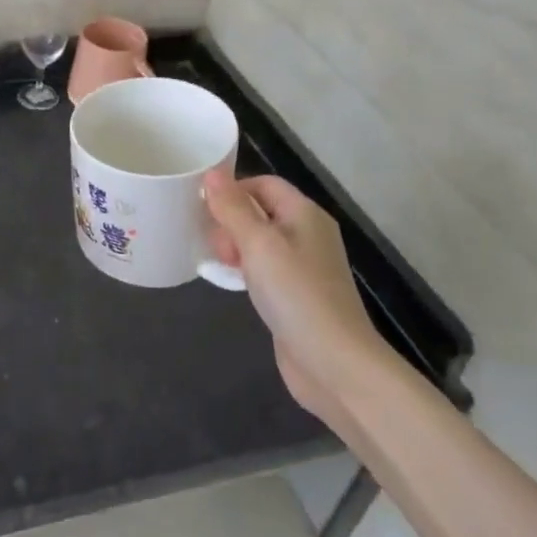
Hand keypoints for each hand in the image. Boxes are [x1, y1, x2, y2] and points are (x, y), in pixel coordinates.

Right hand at [203, 169, 394, 426]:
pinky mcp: (295, 294)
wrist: (334, 363)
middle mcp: (306, 234)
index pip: (264, 184)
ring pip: (259, 242)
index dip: (233, 189)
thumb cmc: (296, 293)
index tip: (202, 206)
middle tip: (213, 244)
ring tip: (216, 263)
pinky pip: (263, 269)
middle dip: (230, 221)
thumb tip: (211, 173)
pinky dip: (244, 270)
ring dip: (234, 247)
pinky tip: (230, 283)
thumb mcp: (258, 244)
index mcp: (304, 214)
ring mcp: (303, 267)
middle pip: (260, 211)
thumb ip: (233, 208)